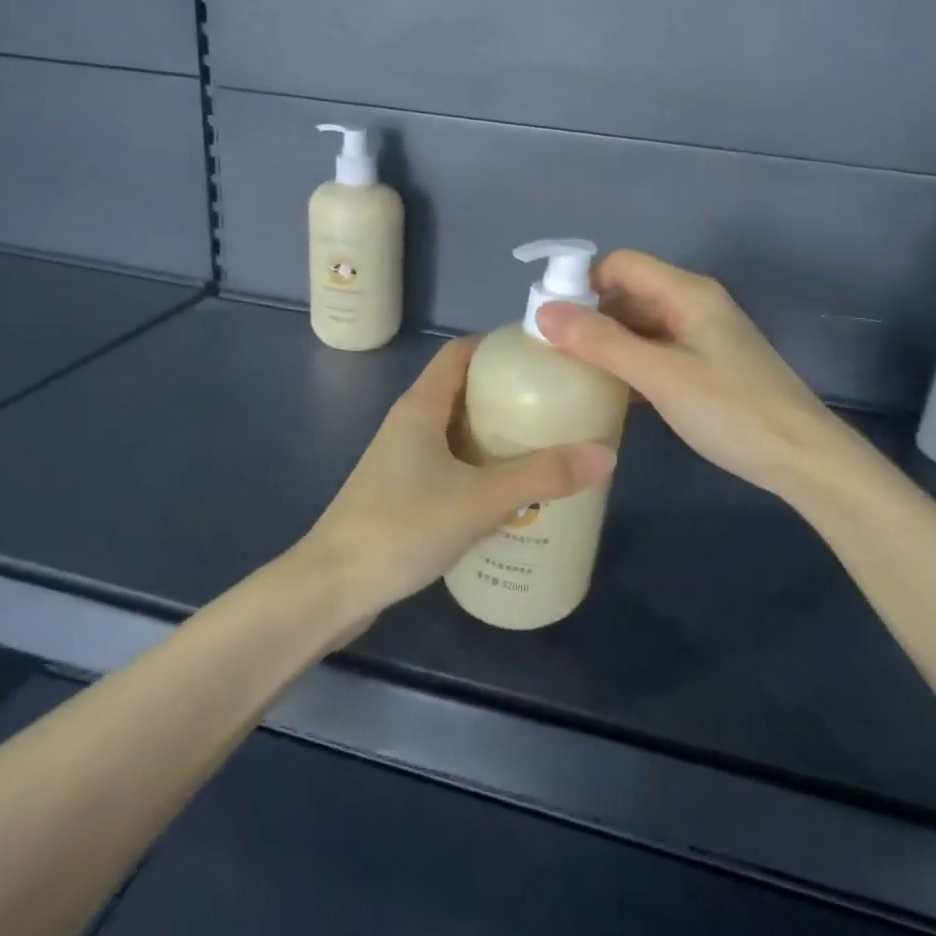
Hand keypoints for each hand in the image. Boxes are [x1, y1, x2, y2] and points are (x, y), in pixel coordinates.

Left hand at [302, 336, 616, 615]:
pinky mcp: (404, 492)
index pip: (461, 353)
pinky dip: (482, 466)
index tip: (545, 356)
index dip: (500, 346)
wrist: (330, 590)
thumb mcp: (479, 500)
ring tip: (547, 445)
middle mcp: (411, 423)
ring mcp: (404, 459)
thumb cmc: (400, 528)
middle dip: (510, 393)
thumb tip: (605, 453)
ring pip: (459, 429)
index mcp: (421, 406)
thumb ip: (541, 476)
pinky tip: (511, 492)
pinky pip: (452, 463)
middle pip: (465, 389)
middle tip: (558, 405)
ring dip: (498, 433)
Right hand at [538, 250, 848, 498]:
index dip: (582, 282)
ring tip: (571, 371)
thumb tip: (544, 312)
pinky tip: (609, 390)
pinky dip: (629, 362)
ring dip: (607, 341)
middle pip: (629, 292)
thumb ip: (602, 343)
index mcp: (687, 292)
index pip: (621, 264)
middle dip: (590, 314)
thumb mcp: (660, 376)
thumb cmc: (731, 410)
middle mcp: (694, 304)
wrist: (802, 457)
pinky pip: (655, 350)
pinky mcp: (706, 365)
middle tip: (551, 350)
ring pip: (641, 324)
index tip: (548, 319)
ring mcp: (702, 335)